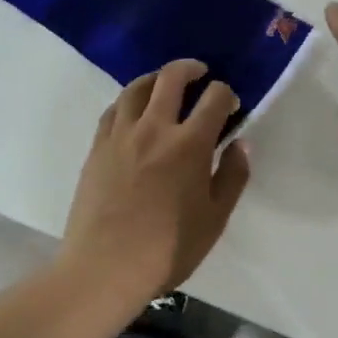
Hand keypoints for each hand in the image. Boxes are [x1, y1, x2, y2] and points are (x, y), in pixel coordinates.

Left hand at [60, 59, 252, 297]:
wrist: (104, 268)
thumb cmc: (168, 249)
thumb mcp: (215, 218)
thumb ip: (232, 176)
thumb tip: (240, 144)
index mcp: (190, 144)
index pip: (214, 98)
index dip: (226, 93)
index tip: (230, 104)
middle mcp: (155, 128)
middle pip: (171, 78)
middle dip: (190, 69)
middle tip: (200, 73)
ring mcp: (121, 135)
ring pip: (137, 87)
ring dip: (156, 78)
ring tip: (165, 84)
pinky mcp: (97, 147)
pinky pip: (113, 109)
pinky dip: (128, 100)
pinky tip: (133, 110)